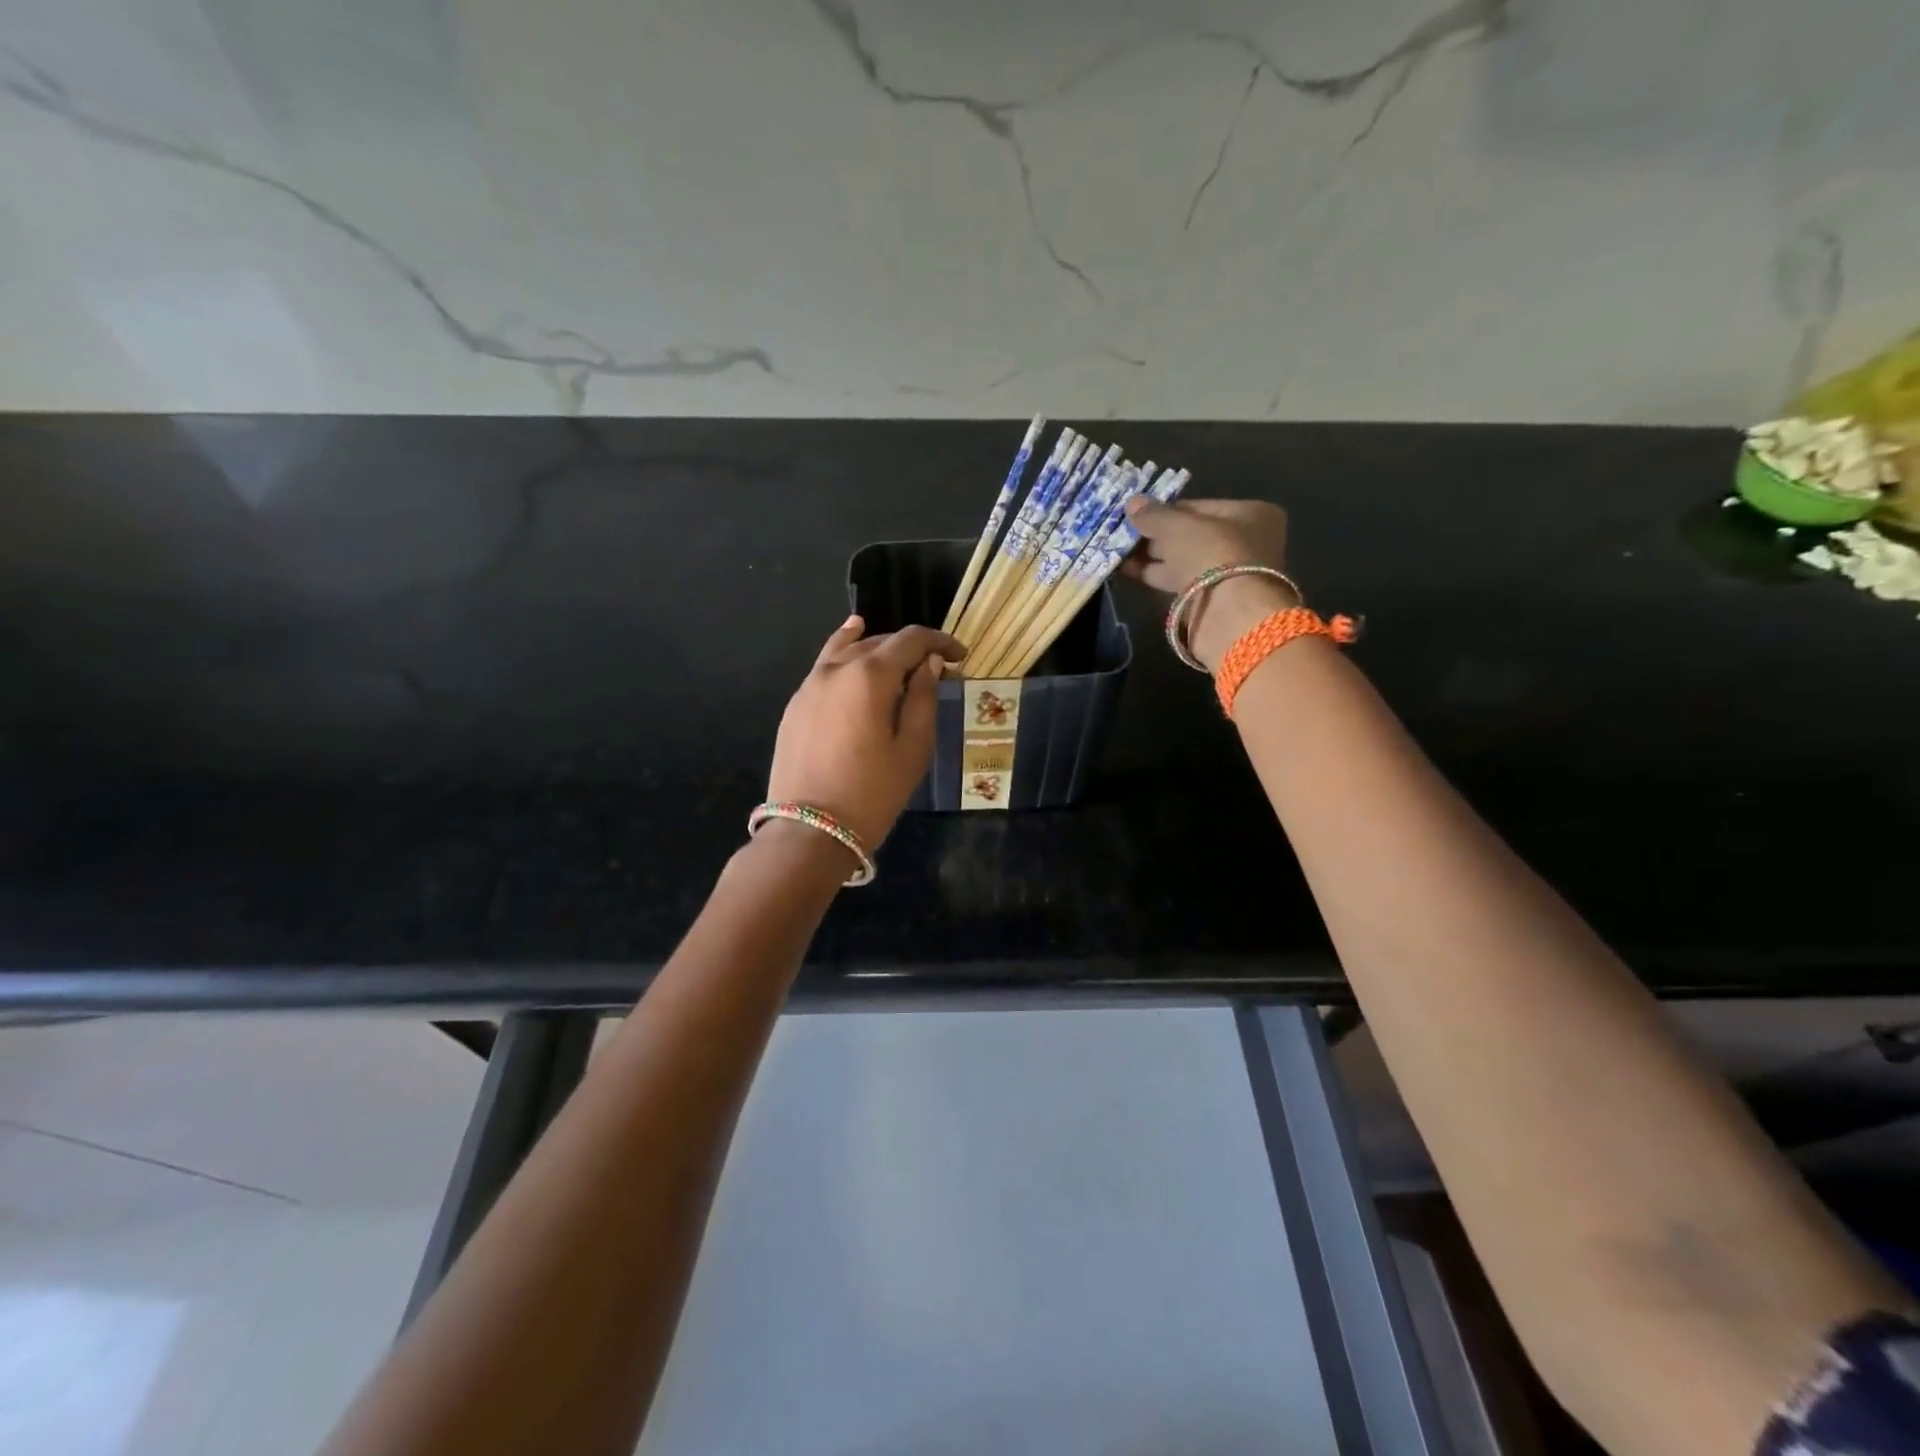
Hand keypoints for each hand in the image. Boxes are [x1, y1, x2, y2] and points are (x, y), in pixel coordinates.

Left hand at [766, 616, 963, 852]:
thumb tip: (930, 664)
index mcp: (870, 676)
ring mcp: (810, 685)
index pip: (910, 640)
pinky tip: (851, 654)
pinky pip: (824, 667)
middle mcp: (836, 669)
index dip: (939, 642)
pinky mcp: (795, 705)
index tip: (960, 656)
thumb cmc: (872, 793)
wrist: (809, 830)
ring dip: (875, 646)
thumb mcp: (913, 749)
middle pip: (878, 642)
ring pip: (846, 650)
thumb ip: (924, 698)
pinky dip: (843, 655)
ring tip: (894, 649)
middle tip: (935, 669)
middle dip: (910, 649)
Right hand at [1122, 498, 1297, 670]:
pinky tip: (1125, 570)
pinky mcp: (1210, 600)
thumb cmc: (1212, 555)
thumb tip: (1131, 502)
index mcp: (1250, 514)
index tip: (1136, 513)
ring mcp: (1227, 573)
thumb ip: (1154, 515)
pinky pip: (1177, 581)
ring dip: (1149, 556)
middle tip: (1120, 532)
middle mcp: (1243, 542)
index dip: (1165, 510)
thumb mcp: (1179, 527)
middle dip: (1154, 535)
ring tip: (1115, 550)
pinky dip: (1153, 574)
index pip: (1199, 507)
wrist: (1228, 615)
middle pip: (1190, 535)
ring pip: (1181, 559)